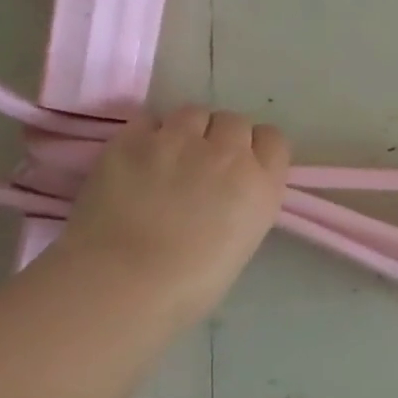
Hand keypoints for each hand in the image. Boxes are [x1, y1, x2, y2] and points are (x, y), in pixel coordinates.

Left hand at [53, 107, 290, 327]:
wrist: (124, 283)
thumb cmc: (190, 285)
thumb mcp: (242, 243)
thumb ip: (243, 205)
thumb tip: (224, 195)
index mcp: (262, 185)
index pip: (274, 140)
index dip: (257, 150)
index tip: (244, 167)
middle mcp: (228, 153)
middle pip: (234, 121)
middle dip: (222, 137)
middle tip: (204, 163)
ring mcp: (179, 141)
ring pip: (194, 112)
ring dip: (188, 130)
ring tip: (170, 155)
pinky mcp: (132, 139)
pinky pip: (149, 119)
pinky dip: (148, 134)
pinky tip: (139, 158)